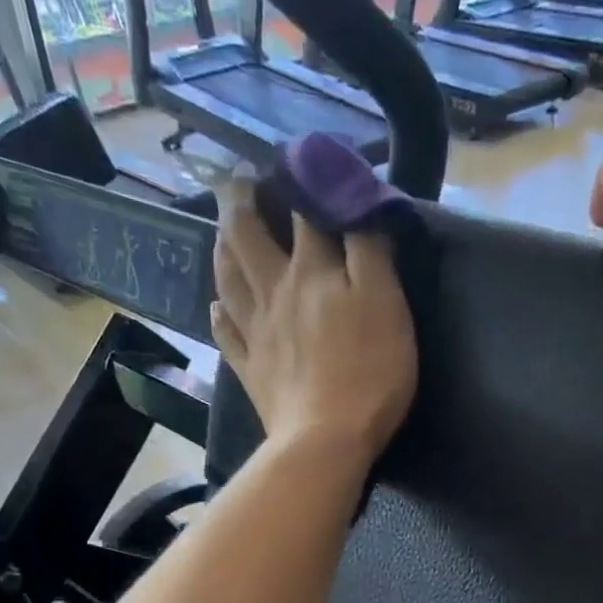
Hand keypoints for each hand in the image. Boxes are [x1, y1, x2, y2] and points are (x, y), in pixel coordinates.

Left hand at [211, 180, 418, 462]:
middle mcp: (275, 291)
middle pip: (248, 235)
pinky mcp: (250, 369)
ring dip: (223, 248)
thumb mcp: (386, 304)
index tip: (300, 162)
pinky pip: (226, 333)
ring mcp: (256, 331)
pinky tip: (216, 307)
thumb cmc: (368, 372)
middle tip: (238, 181)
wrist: (325, 440)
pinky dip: (219, 314)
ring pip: (228, 277)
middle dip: (241, 201)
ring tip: (222, 233)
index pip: (304, 210)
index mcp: (312, 271)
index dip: (302, 180)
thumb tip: (357, 202)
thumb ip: (371, 250)